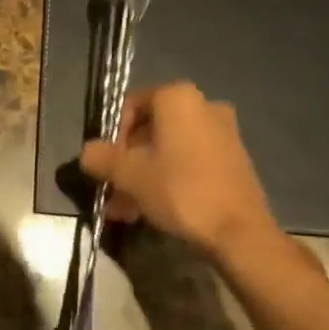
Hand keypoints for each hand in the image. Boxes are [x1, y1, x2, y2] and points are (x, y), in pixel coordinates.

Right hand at [79, 81, 275, 258]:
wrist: (240, 233)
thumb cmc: (181, 191)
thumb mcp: (129, 175)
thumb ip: (101, 157)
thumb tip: (88, 153)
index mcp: (178, 97)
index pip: (131, 106)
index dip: (113, 136)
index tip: (108, 167)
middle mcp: (204, 105)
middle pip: (151, 129)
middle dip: (128, 162)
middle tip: (114, 193)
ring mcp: (224, 132)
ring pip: (170, 149)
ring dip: (146, 175)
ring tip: (128, 211)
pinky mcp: (235, 158)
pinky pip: (191, 161)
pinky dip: (171, 178)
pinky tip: (156, 210)